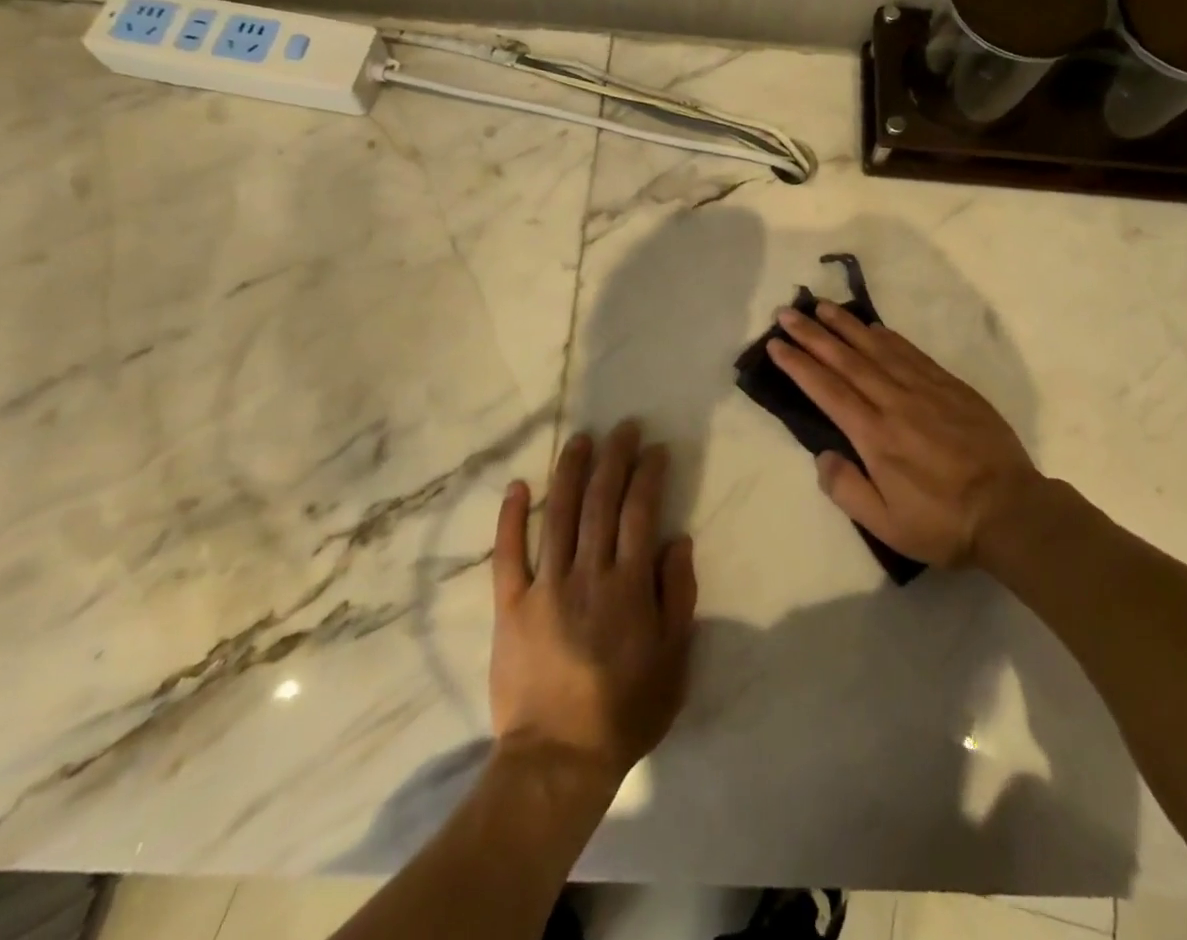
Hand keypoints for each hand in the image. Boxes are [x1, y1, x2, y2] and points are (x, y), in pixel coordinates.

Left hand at [490, 422, 696, 783]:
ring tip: (581, 439)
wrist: (557, 759)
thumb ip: (678, 596)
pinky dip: (511, 518)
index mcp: (629, 586)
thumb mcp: (673, 660)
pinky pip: (508, 554)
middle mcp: (588, 574)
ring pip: (559, 515)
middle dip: (614, 458)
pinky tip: (518, 485)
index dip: (649, 475)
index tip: (655, 448)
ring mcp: (545, 586)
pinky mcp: (510, 605)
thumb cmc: (625, 711)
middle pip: (601, 502)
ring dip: (571, 472)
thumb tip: (677, 539)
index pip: (641, 512)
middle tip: (623, 427)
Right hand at [767, 301, 1041, 567]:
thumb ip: (847, 489)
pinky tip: (873, 327)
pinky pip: (911, 353)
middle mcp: (895, 402)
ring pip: (877, 348)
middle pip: (846, 360)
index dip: (799, 364)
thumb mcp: (887, 525)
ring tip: (822, 307)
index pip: (827, 390)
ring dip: (847, 326)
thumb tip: (823, 455)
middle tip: (788, 312)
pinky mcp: (951, 387)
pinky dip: (887, 336)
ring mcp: (925, 390)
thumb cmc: (943, 523)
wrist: (1011, 511)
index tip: (776, 344)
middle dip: (813, 334)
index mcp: (875, 436)